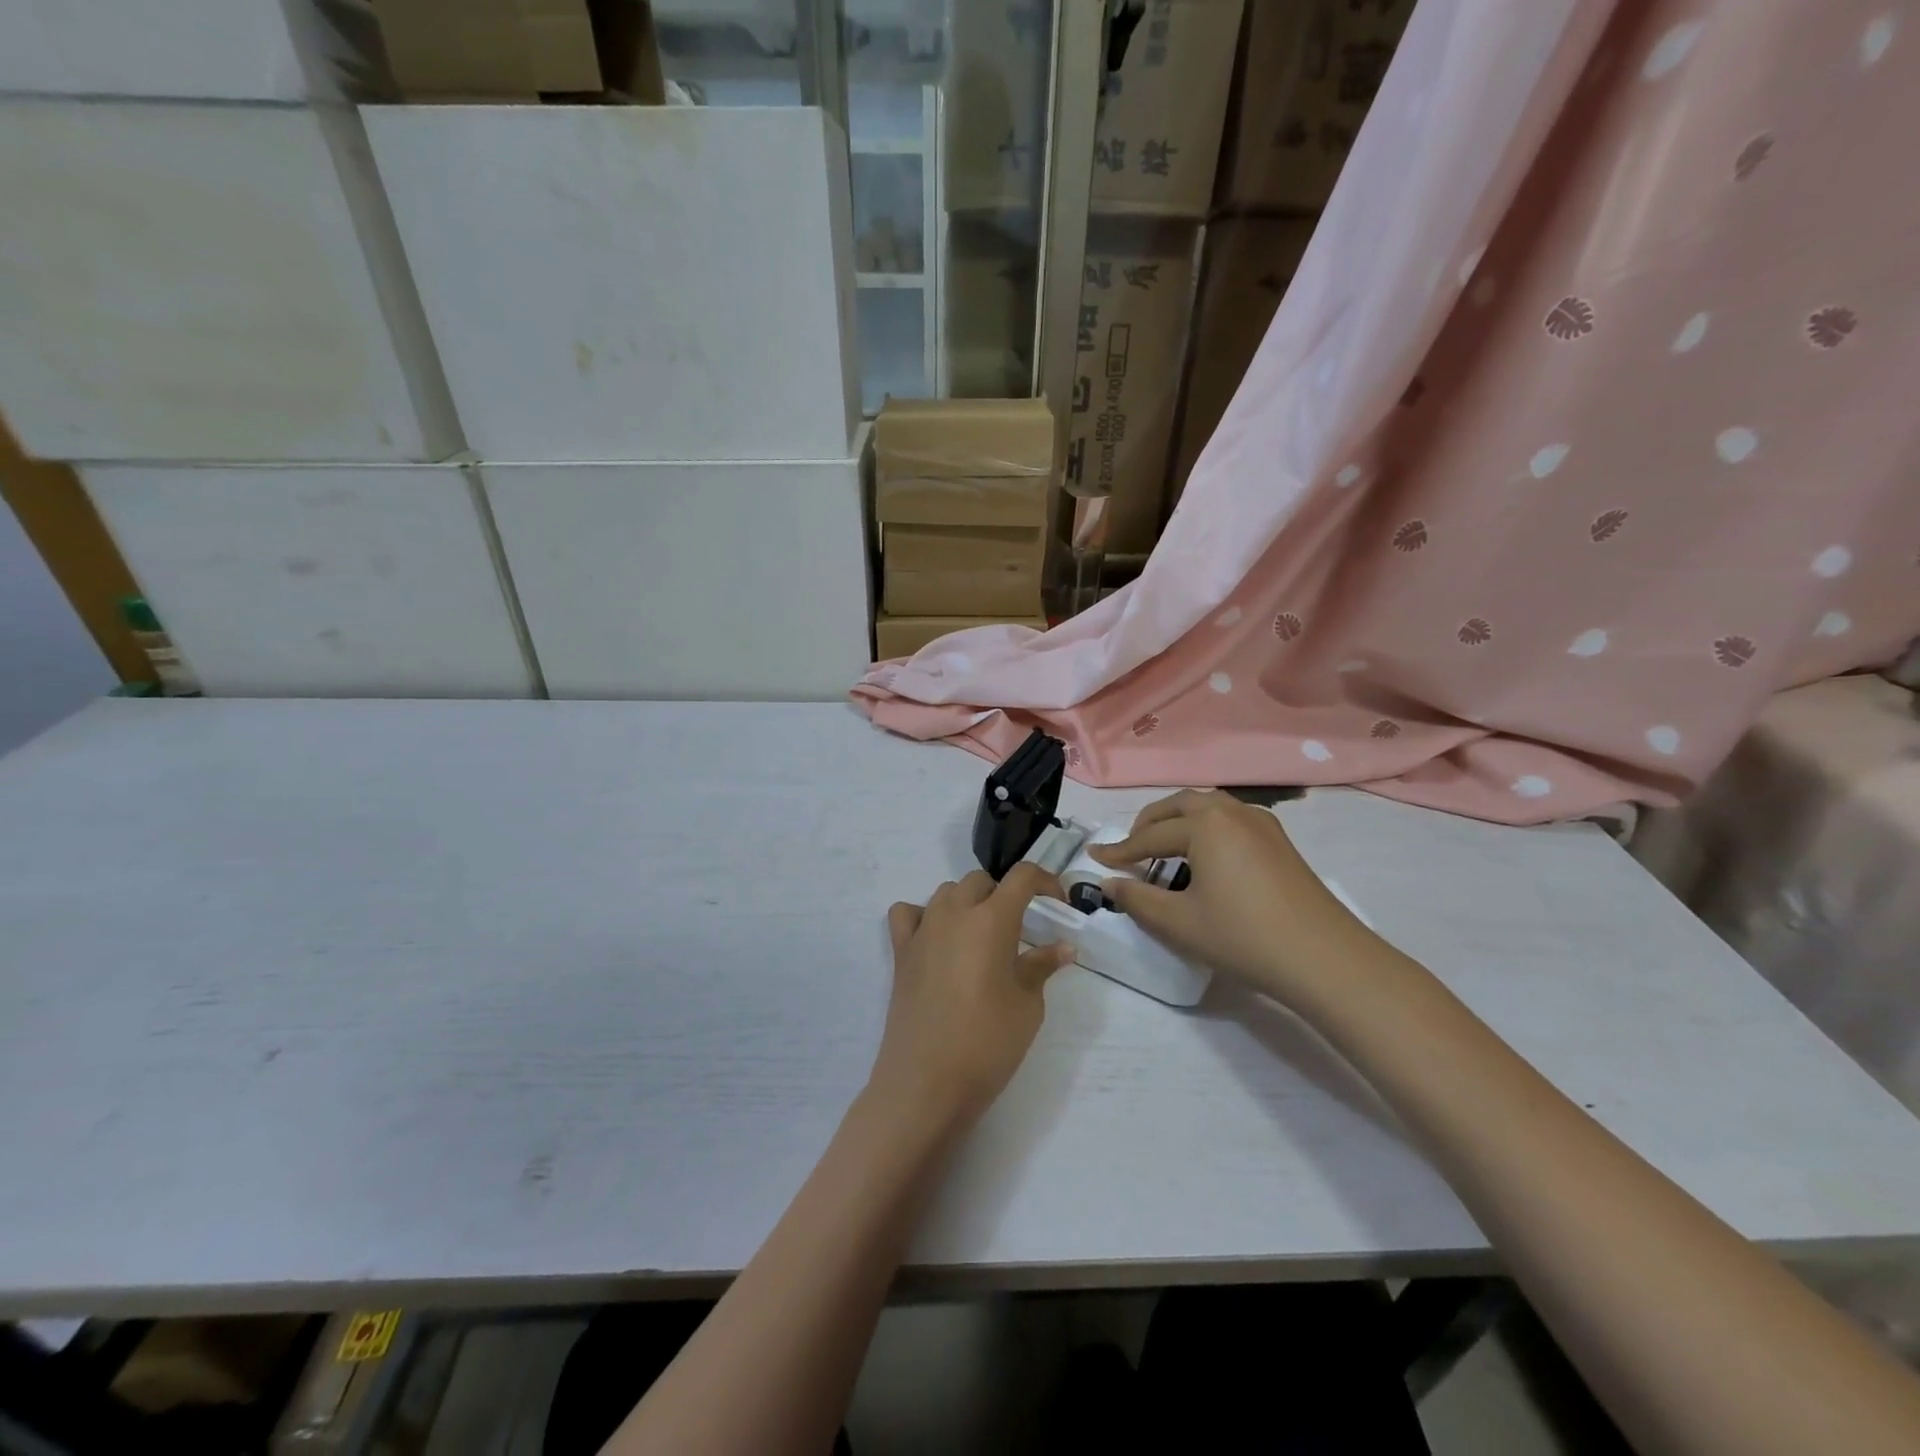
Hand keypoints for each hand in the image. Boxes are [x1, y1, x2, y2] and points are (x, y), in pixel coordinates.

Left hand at [873, 865, 1072, 1123]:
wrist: (926, 1082)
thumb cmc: (987, 1043)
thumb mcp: (1028, 1006)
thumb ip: (1042, 967)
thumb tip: (1062, 947)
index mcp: (991, 919)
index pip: (1022, 876)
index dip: (1045, 881)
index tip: (1058, 904)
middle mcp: (954, 913)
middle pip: (981, 881)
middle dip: (1005, 895)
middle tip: (1020, 930)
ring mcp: (922, 930)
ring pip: (947, 892)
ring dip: (968, 903)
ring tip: (981, 937)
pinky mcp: (901, 952)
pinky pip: (908, 914)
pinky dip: (924, 916)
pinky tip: (936, 940)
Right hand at [1088, 790, 1377, 1012]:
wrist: (1324, 959)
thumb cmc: (1243, 936)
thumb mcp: (1179, 922)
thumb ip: (1138, 899)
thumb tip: (1110, 884)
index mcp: (1205, 823)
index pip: (1150, 835)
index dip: (1120, 850)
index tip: (1095, 858)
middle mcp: (1232, 811)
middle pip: (1180, 805)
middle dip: (1150, 823)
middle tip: (1130, 847)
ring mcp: (1262, 824)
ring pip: (1209, 808)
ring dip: (1180, 821)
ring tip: (1164, 849)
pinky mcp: (1280, 842)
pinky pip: (1231, 820)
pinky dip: (1207, 829)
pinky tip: (1206, 858)